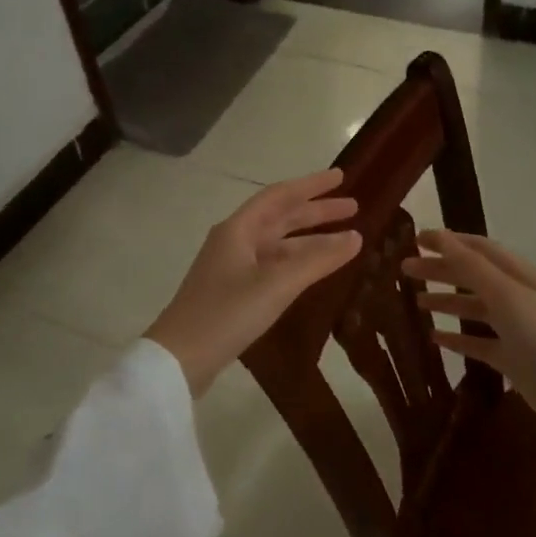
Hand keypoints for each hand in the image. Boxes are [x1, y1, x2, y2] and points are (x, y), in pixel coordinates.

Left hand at [144, 170, 362, 396]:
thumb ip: (317, 260)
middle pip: (280, 218)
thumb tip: (355, 237)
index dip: (311, 185)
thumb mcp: (277, 285)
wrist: (180, 358)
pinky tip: (315, 270)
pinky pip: (273, 266)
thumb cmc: (227, 314)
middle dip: (316, 212)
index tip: (341, 178)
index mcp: (238, 230)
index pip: (280, 196)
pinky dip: (298, 263)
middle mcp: (235, 241)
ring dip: (310, 240)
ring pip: (279, 245)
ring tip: (346, 241)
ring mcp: (233, 268)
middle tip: (353, 208)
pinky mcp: (234, 292)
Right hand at [402, 230, 535, 426]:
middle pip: (472, 276)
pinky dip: (456, 337)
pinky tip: (434, 338)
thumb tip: (440, 237)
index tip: (416, 239)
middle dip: (440, 269)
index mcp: (519, 275)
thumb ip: (471, 267)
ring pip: (473, 308)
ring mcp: (515, 329)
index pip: (478, 249)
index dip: (448, 241)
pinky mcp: (511, 358)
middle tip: (405, 270)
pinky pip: (478, 342)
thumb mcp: (506, 295)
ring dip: (445, 301)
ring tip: (416, 302)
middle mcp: (516, 297)